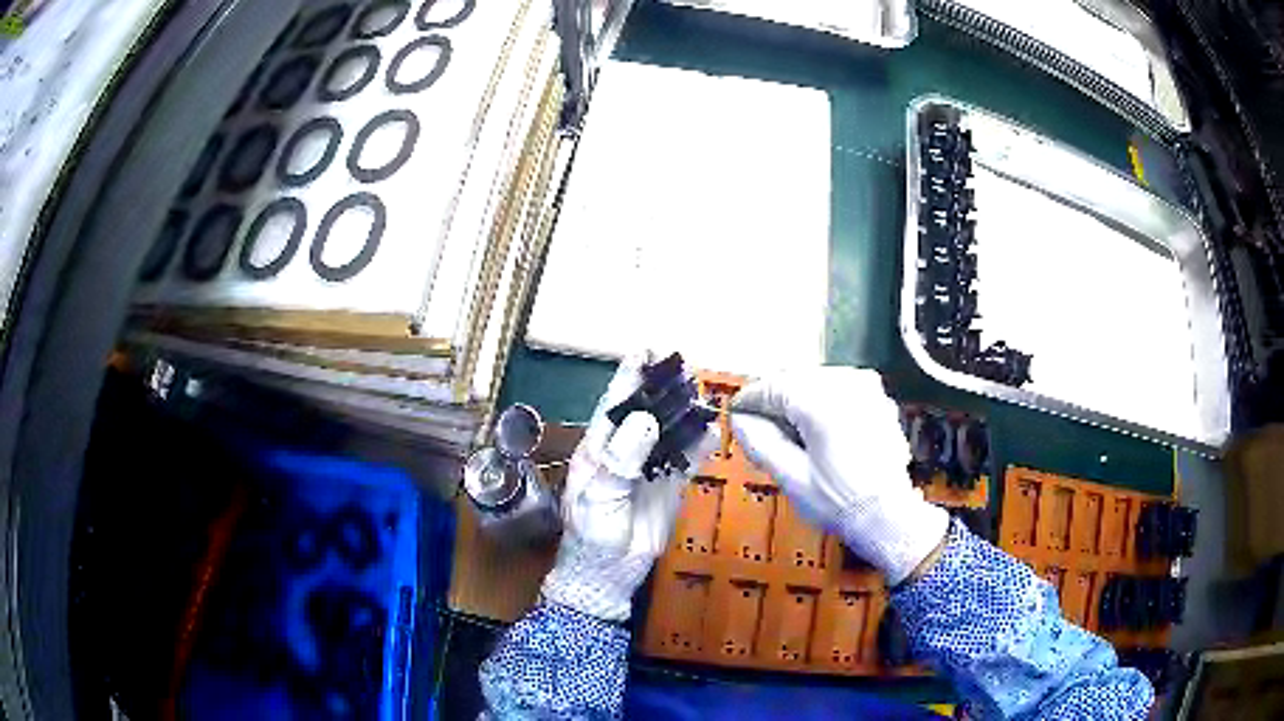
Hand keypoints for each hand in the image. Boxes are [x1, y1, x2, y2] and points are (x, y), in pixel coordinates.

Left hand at [541, 352, 720, 620]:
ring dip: (685, 413)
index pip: (614, 404)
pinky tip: (713, 431)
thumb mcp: (600, 495)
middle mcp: (624, 451)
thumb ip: (622, 459)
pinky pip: (688, 460)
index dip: (629, 376)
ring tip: (702, 393)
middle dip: (664, 388)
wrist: (609, 575)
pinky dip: (700, 445)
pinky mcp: (670, 486)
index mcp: (598, 449)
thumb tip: (645, 418)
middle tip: (686, 367)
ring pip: (670, 432)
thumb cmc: (592, 535)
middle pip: (646, 411)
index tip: (647, 350)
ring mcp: (649, 467)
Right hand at [729, 367, 948, 585]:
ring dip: (799, 400)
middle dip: (776, 402)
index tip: (737, 413)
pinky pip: (840, 388)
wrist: (887, 515)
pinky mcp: (878, 398)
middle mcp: (846, 384)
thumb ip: (761, 443)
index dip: (751, 399)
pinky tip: (819, 430)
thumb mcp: (791, 478)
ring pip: (817, 381)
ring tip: (791, 434)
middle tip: (761, 430)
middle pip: (796, 379)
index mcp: (822, 403)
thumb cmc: (839, 502)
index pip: (774, 386)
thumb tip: (740, 420)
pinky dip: (823, 402)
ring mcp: (867, 388)